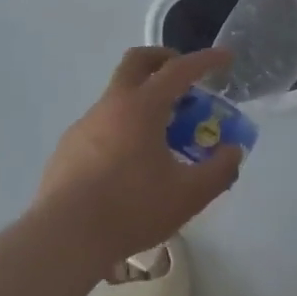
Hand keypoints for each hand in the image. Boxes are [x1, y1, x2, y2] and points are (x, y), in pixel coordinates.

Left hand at [35, 47, 244, 264]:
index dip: (206, 60)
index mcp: (142, 107)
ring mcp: (85, 124)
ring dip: (144, 100)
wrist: (64, 238)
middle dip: (164, 60)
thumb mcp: (189, 195)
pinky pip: (102, 124)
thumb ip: (219, 170)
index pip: (179, 70)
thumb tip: (232, 151)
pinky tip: (131, 163)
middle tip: (186, 79)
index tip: (225, 57)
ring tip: (164, 135)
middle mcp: (111, 105)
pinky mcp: (68, 148)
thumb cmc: (131, 209)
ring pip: (118, 96)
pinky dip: (123, 128)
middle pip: (137, 62)